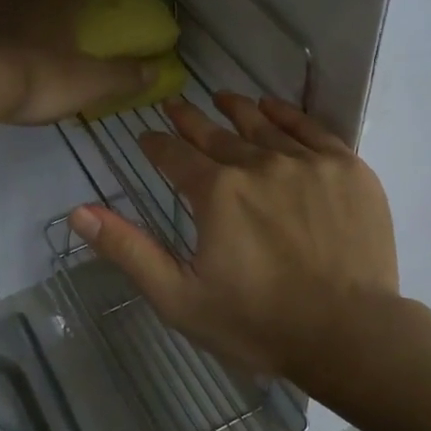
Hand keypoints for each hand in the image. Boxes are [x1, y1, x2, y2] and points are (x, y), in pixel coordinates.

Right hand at [69, 92, 400, 382]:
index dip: (156, 144)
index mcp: (216, 192)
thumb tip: (79, 210)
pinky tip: (273, 108)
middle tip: (176, 106)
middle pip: (216, 134)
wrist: (351, 334)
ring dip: (237, 109)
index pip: (175, 156)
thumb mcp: (179, 297)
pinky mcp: (348, 169)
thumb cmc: (258, 323)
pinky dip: (287, 115)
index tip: (146, 136)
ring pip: (262, 125)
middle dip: (190, 121)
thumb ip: (128, 249)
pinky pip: (311, 128)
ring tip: (221, 97)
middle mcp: (258, 164)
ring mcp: (307, 163)